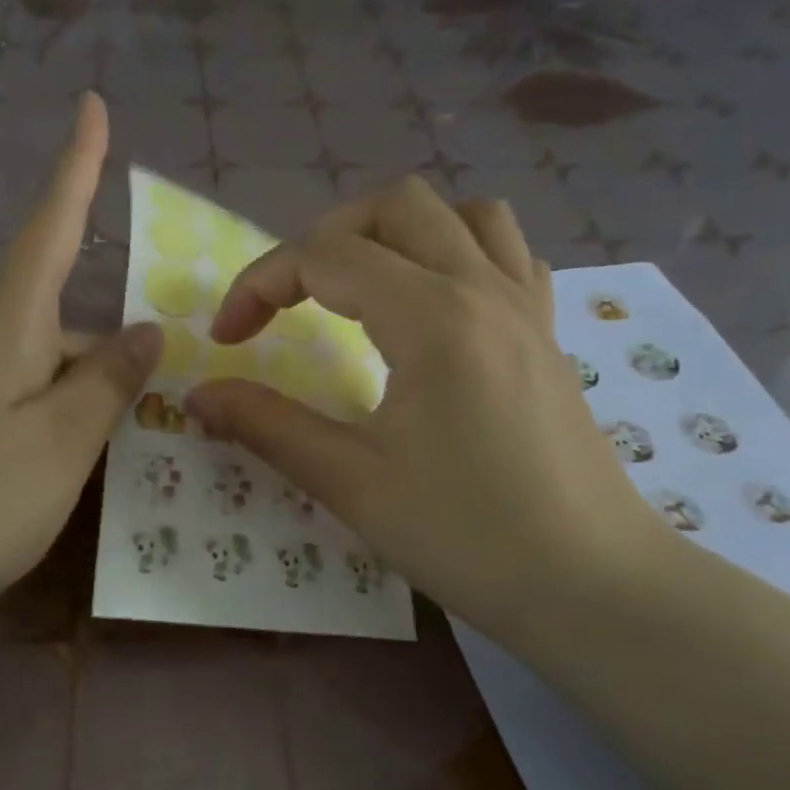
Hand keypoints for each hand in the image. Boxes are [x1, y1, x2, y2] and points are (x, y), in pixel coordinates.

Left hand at [0, 92, 158, 645]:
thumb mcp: (59, 443)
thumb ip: (107, 383)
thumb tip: (145, 329)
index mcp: (7, 328)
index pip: (51, 229)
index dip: (77, 169)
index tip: (93, 104)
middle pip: (60, 319)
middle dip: (112, 343)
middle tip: (170, 383)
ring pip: (45, 371)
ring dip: (92, 392)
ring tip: (143, 437)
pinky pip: (25, 410)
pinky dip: (63, 424)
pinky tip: (86, 467)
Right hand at [186, 177, 670, 646]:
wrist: (591, 584)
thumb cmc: (466, 536)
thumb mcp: (351, 483)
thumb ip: (268, 426)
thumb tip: (198, 395)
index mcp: (432, 316)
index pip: (325, 256)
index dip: (260, 284)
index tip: (228, 338)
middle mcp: (484, 288)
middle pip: (395, 206)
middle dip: (325, 239)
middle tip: (291, 302)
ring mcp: (528, 306)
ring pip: (464, 214)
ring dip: (400, 233)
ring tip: (363, 288)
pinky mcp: (550, 334)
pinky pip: (508, 254)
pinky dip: (460, 254)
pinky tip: (437, 307)